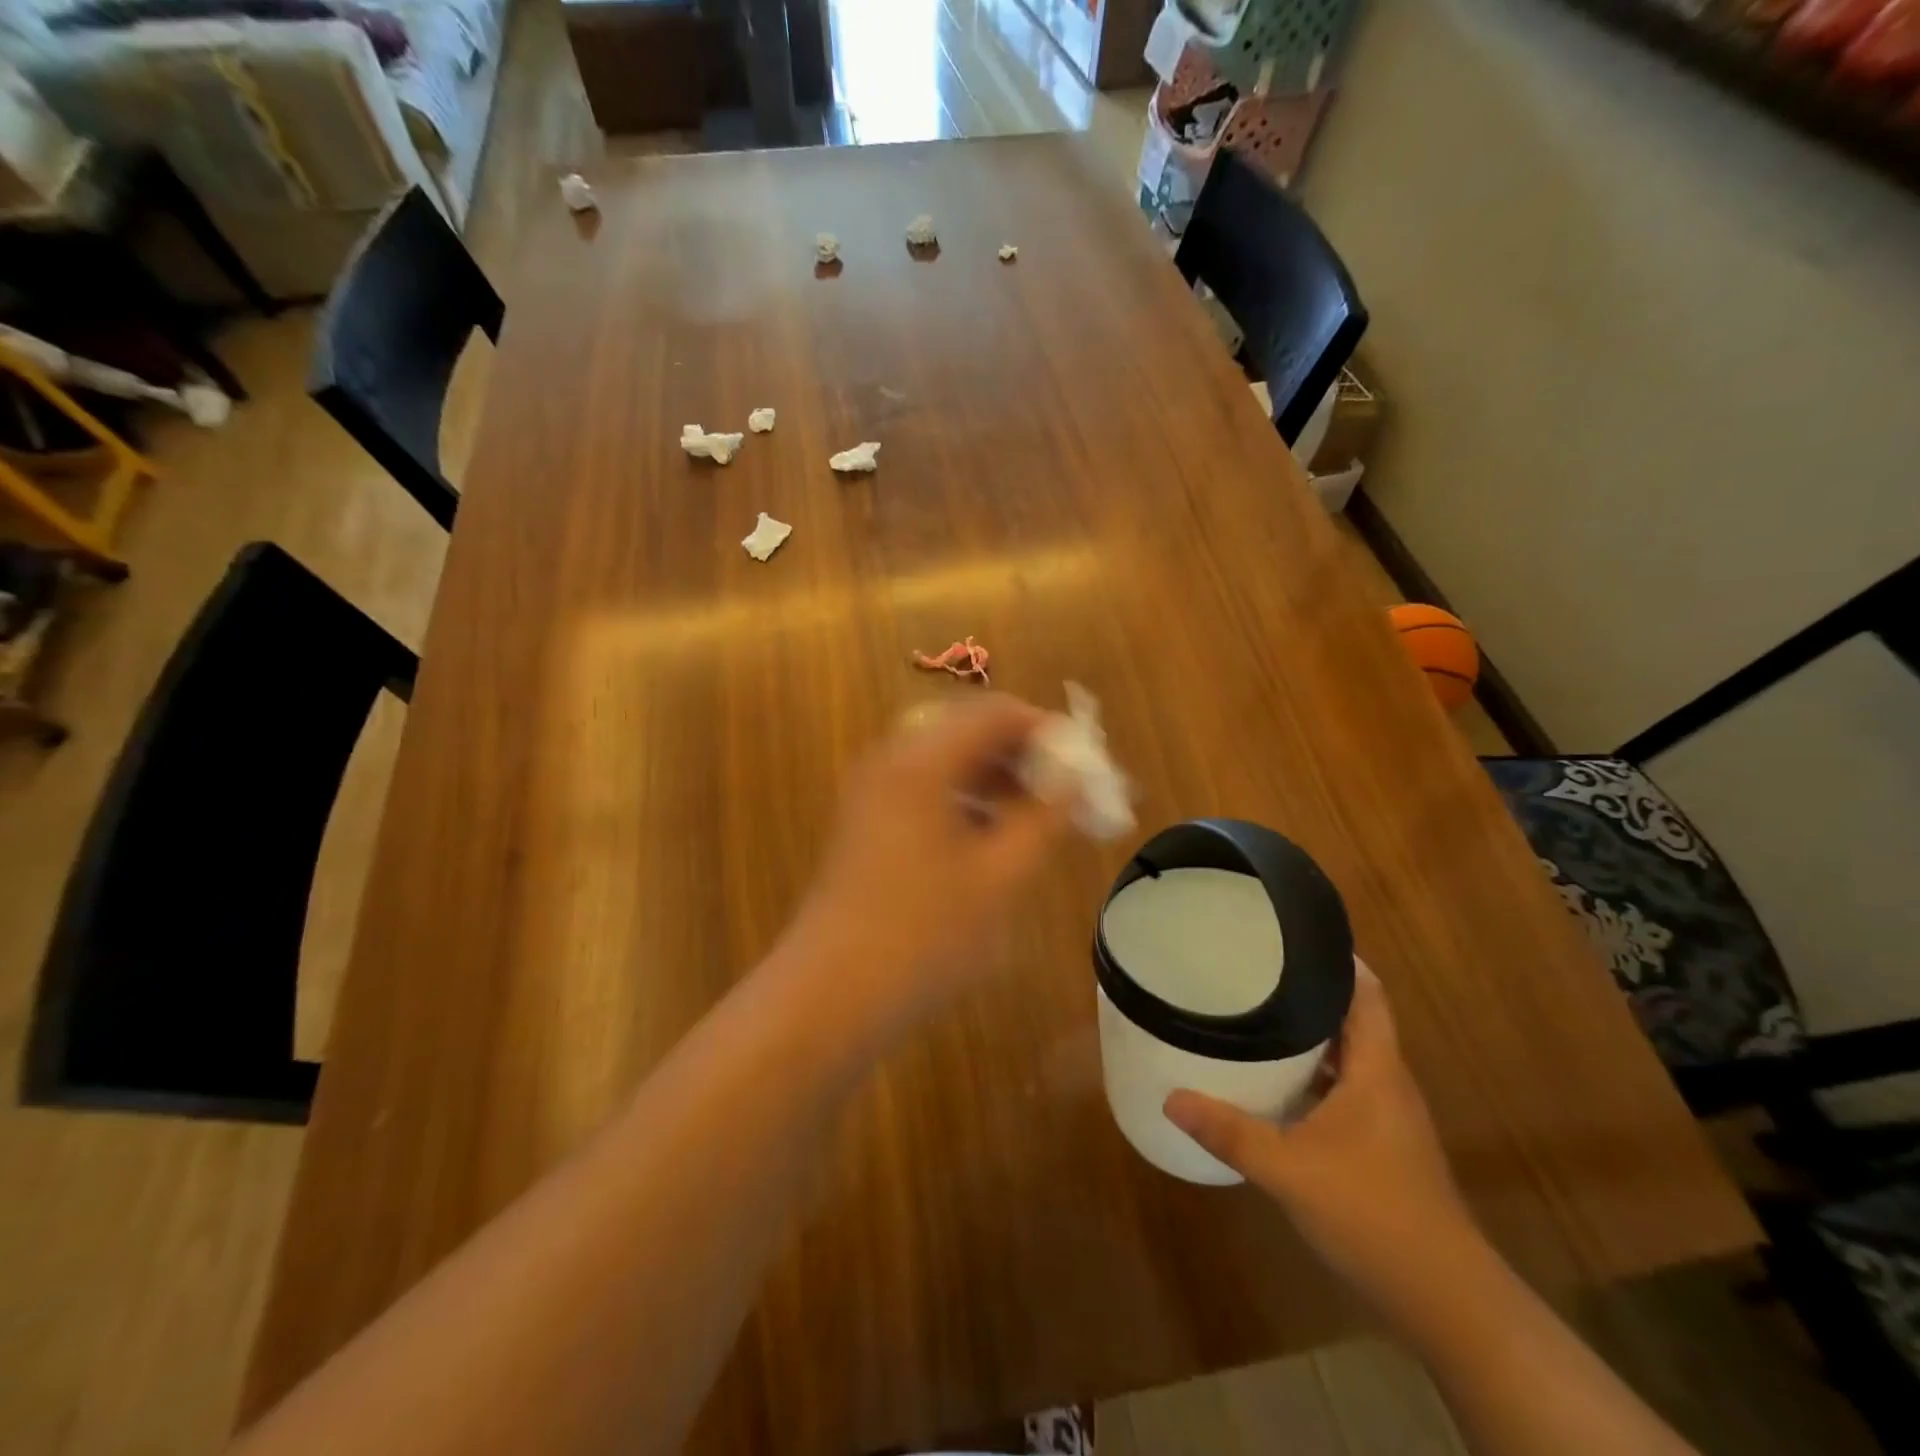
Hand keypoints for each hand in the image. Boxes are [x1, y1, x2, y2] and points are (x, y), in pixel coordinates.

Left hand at [779, 694, 1069, 1036]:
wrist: (831, 994)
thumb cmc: (924, 935)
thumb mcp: (1000, 876)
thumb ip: (1045, 817)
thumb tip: (1076, 778)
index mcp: (923, 760)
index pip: (997, 713)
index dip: (1047, 731)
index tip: (1085, 765)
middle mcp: (892, 759)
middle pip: (970, 730)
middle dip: (1024, 755)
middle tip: (1067, 794)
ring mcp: (873, 789)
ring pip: (948, 760)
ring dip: (997, 778)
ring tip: (1038, 818)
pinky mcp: (867, 819)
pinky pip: (926, 787)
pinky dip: (967, 798)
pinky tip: (992, 837)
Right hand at [1164, 964, 1480, 1315]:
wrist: (1445, 1299)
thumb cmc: (1372, 1214)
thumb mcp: (1289, 1170)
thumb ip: (1230, 1131)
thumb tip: (1171, 1098)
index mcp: (1376, 1069)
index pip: (1367, 994)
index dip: (1338, 959)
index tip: (1292, 936)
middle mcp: (1387, 1082)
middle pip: (1353, 1018)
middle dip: (1309, 992)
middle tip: (1256, 970)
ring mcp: (1388, 1116)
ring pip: (1347, 1056)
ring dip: (1310, 1035)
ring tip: (1256, 1014)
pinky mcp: (1382, 1144)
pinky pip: (1344, 1087)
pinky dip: (1313, 1075)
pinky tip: (1275, 1084)